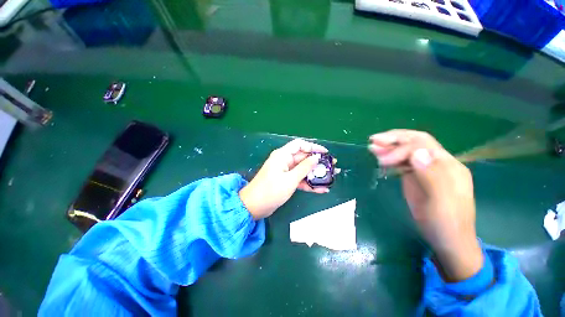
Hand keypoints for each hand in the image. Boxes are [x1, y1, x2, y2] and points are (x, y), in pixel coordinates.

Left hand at [239, 139, 329, 219]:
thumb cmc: (271, 191)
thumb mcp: (290, 179)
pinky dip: (308, 183)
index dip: (313, 147)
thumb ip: (304, 168)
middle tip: (332, 166)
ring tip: (329, 178)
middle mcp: (284, 161)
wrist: (254, 206)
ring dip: (315, 174)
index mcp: (282, 155)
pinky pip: (299, 179)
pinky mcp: (285, 181)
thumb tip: (316, 157)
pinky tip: (321, 189)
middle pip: (303, 157)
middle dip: (317, 162)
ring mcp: (285, 171)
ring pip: (302, 169)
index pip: (300, 145)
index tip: (325, 152)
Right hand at [368, 130, 482, 281]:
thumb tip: (416, 153)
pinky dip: (391, 159)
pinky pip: (403, 163)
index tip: (382, 161)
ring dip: (389, 148)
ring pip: (407, 151)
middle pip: (414, 143)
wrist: (448, 241)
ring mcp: (426, 170)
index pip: (422, 145)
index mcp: (447, 165)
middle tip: (373, 140)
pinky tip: (380, 159)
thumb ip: (431, 176)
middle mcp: (437, 163)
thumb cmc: (446, 223)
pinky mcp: (417, 177)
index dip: (400, 148)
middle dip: (393, 140)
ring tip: (372, 147)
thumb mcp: (441, 202)